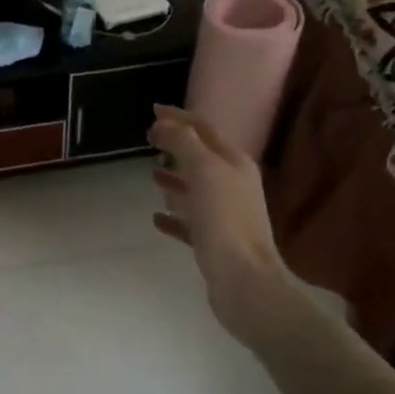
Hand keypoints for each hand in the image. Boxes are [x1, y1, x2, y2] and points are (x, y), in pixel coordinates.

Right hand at [149, 106, 299, 348]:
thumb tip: (164, 124)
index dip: (179, 117)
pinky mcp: (215, 242)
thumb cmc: (225, 220)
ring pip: (196, 188)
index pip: (204, 129)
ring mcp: (226, 214)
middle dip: (176, 146)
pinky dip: (173, 216)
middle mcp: (233, 184)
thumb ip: (184, 143)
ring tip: (151, 175)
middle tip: (149, 140)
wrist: (245, 282)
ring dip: (175, 178)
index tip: (152, 111)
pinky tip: (155, 218)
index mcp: (234, 163)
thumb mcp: (204, 171)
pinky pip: (190, 221)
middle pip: (201, 156)